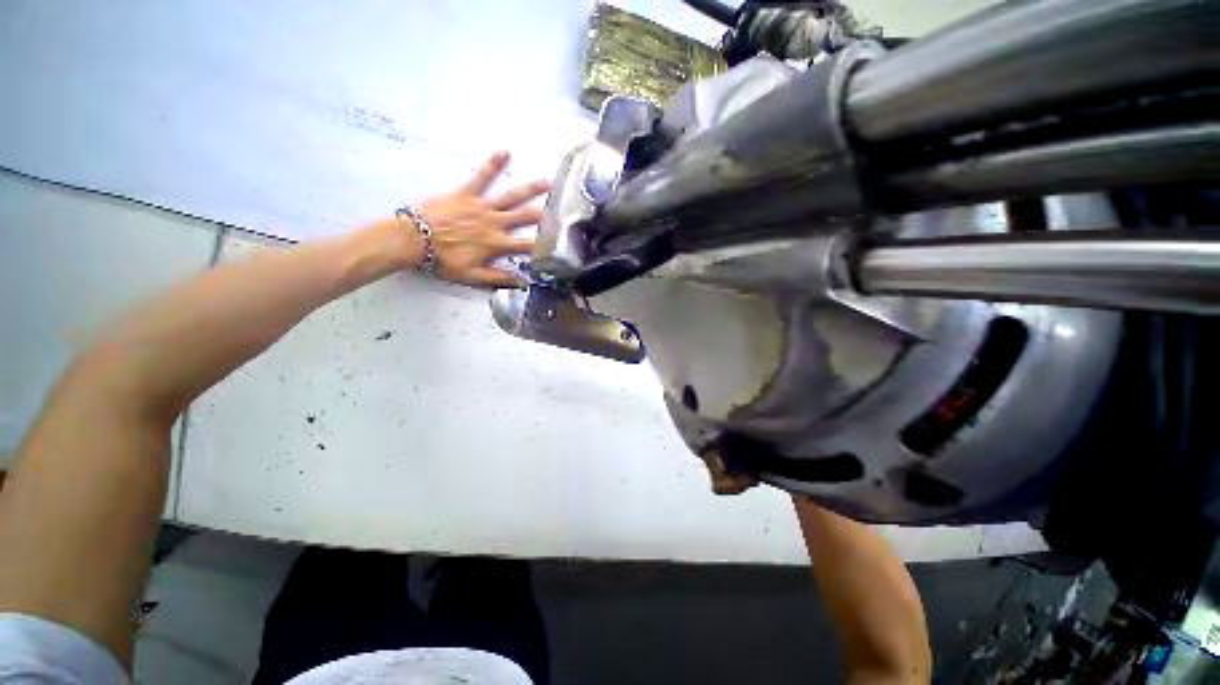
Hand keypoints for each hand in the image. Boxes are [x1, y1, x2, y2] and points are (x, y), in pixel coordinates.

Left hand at [413, 151, 549, 286]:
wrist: (414, 240)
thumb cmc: (444, 260)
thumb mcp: (472, 276)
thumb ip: (498, 278)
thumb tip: (523, 281)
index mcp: (496, 244)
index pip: (526, 245)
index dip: (542, 244)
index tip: (558, 242)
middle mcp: (495, 224)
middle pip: (525, 218)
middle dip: (544, 213)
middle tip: (563, 207)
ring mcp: (482, 206)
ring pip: (511, 196)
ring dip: (530, 189)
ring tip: (547, 181)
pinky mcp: (466, 193)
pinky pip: (482, 176)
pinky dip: (493, 164)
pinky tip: (505, 151)